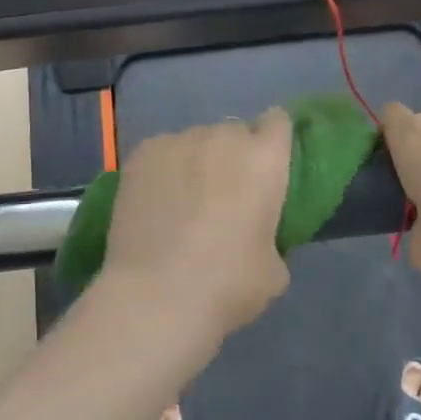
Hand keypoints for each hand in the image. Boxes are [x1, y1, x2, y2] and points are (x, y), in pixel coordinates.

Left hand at [98, 109, 293, 348]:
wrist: (156, 296)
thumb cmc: (227, 285)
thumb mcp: (274, 269)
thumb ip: (272, 235)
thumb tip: (257, 234)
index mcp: (265, 159)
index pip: (278, 122)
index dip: (273, 140)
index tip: (267, 165)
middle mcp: (224, 137)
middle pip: (235, 132)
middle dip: (233, 155)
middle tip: (224, 194)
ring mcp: (178, 141)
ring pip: (196, 142)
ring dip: (196, 162)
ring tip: (183, 201)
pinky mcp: (142, 153)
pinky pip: (163, 152)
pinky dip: (164, 170)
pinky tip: (155, 202)